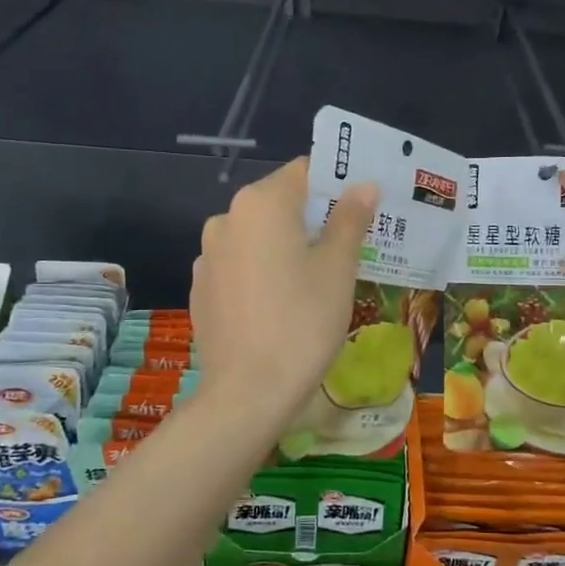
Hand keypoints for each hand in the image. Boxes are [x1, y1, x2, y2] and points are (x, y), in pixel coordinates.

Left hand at [191, 159, 377, 428]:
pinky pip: (240, 265)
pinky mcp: (201, 289)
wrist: (248, 393)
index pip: (305, 172)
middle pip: (280, 203)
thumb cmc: (303, 323)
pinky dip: (262, 272)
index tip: (362, 209)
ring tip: (315, 282)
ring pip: (258, 237)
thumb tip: (363, 186)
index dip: (337, 185)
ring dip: (286, 246)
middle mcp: (227, 219)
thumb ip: (349, 219)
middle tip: (348, 248)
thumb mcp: (337, 269)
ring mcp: (208, 255)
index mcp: (261, 204)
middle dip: (314, 219)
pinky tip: (280, 305)